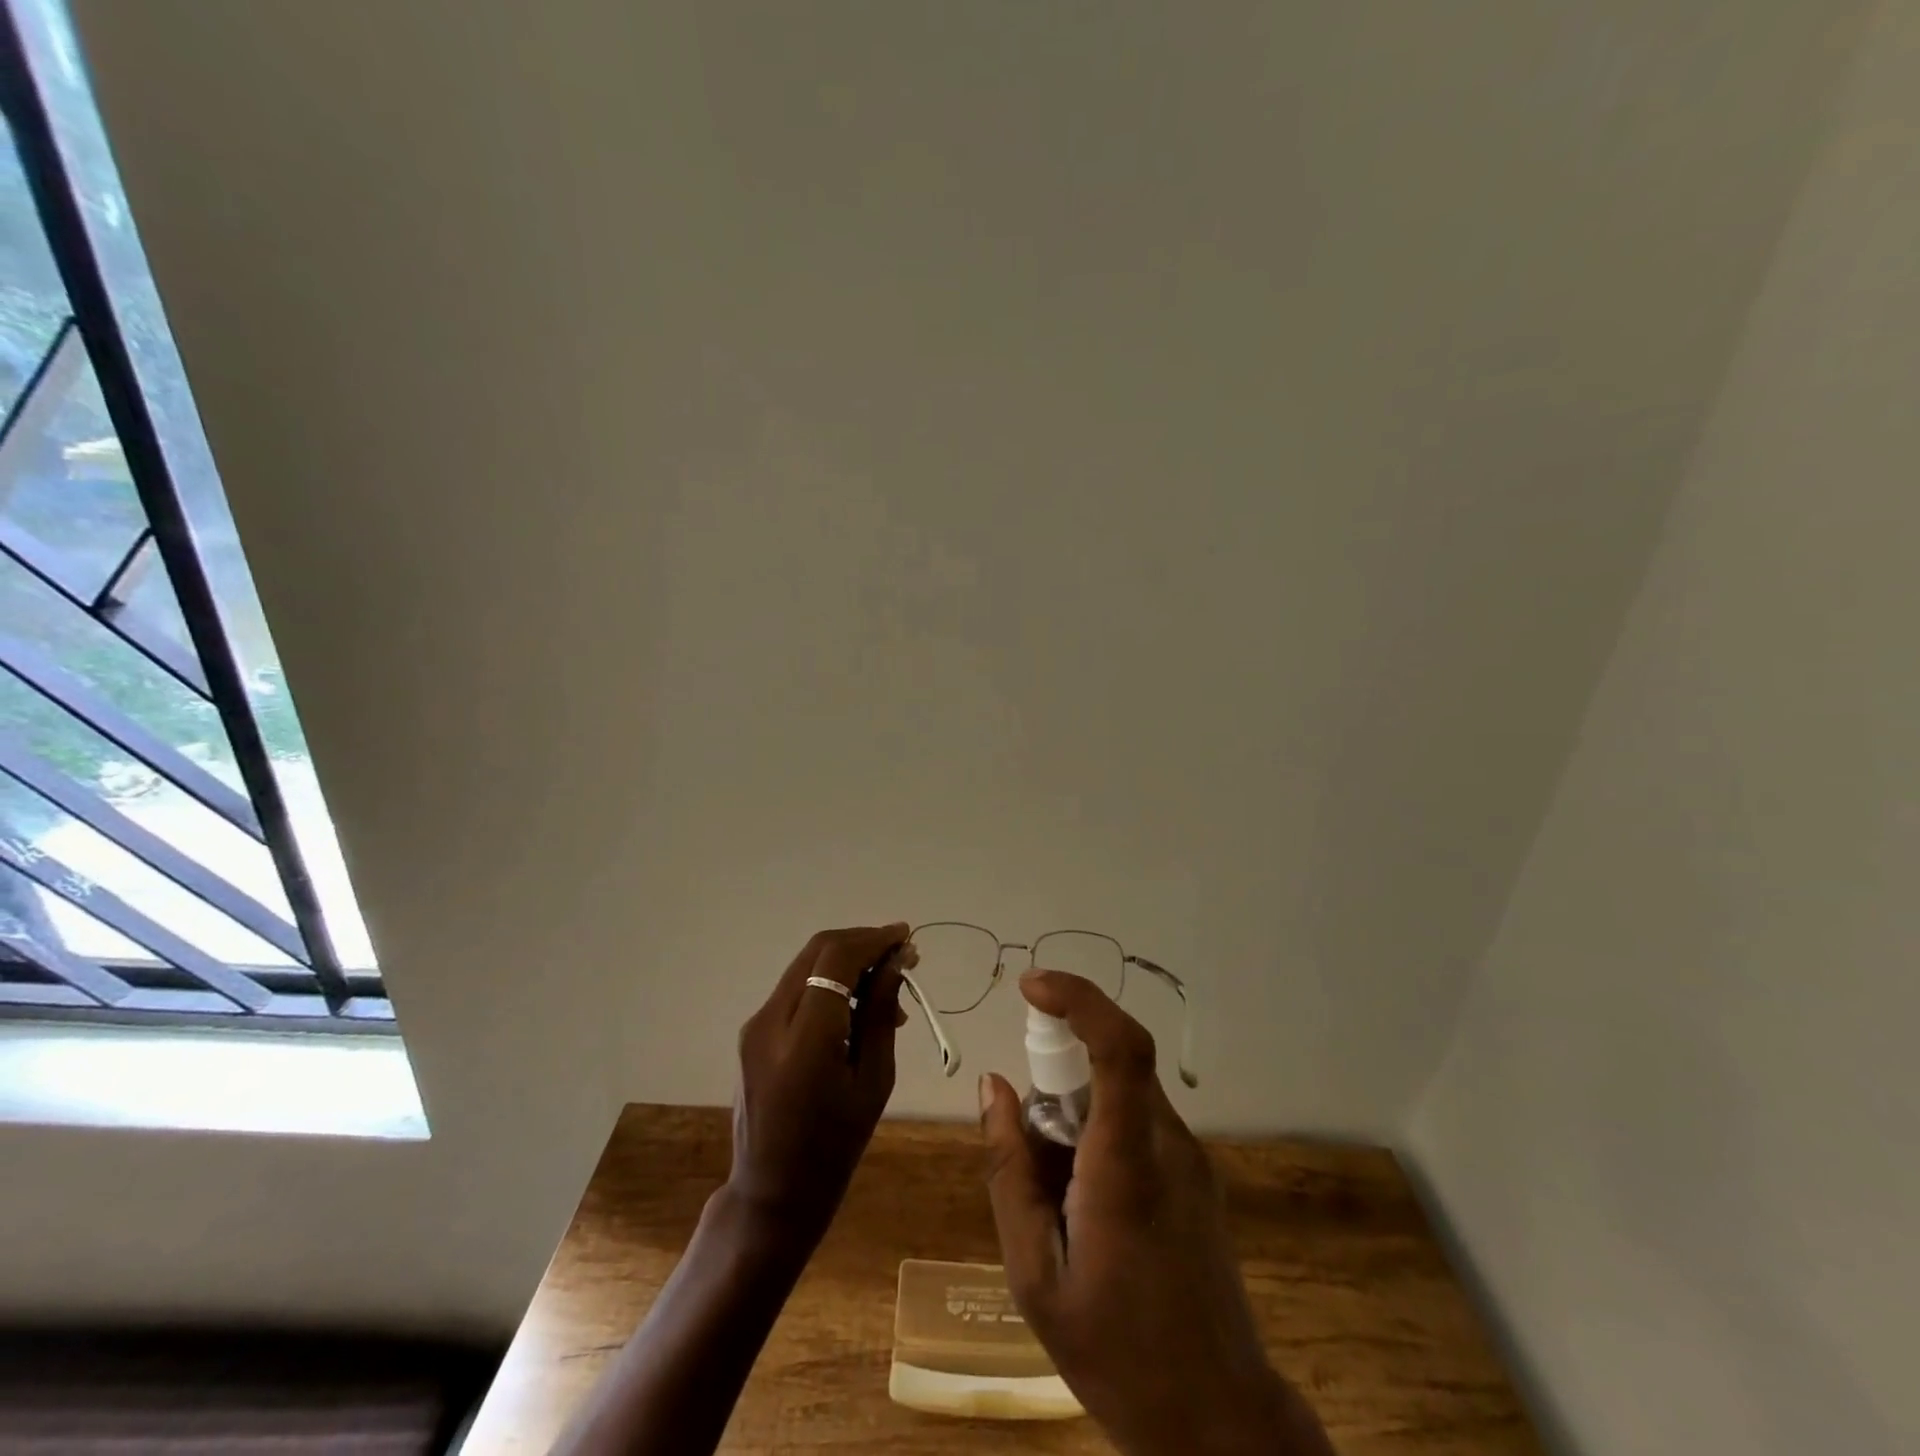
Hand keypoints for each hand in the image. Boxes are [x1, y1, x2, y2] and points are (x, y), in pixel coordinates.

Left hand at [727, 923, 915, 1245]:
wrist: (772, 1193)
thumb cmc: (834, 1147)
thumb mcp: (872, 1082)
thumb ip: (880, 1014)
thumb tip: (896, 963)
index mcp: (804, 1039)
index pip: (836, 959)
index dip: (873, 940)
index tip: (906, 938)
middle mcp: (770, 1020)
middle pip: (818, 951)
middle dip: (862, 943)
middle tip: (901, 956)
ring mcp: (755, 1024)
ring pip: (806, 964)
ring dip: (847, 961)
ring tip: (887, 986)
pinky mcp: (753, 1031)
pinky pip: (796, 988)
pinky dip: (828, 981)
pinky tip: (856, 1005)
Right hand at [979, 970, 1333, 1455]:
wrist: (1218, 1422)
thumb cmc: (1115, 1353)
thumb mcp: (1034, 1273)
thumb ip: (1008, 1169)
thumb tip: (993, 1085)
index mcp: (1127, 1164)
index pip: (1119, 1045)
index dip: (1078, 997)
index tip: (1030, 985)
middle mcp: (1167, 1143)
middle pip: (1112, 1062)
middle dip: (1057, 1070)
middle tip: (1028, 1139)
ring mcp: (1190, 1158)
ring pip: (1121, 1091)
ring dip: (1075, 1109)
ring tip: (1055, 1193)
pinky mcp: (1196, 1174)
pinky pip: (1136, 1120)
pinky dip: (1098, 1131)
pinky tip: (1085, 1205)